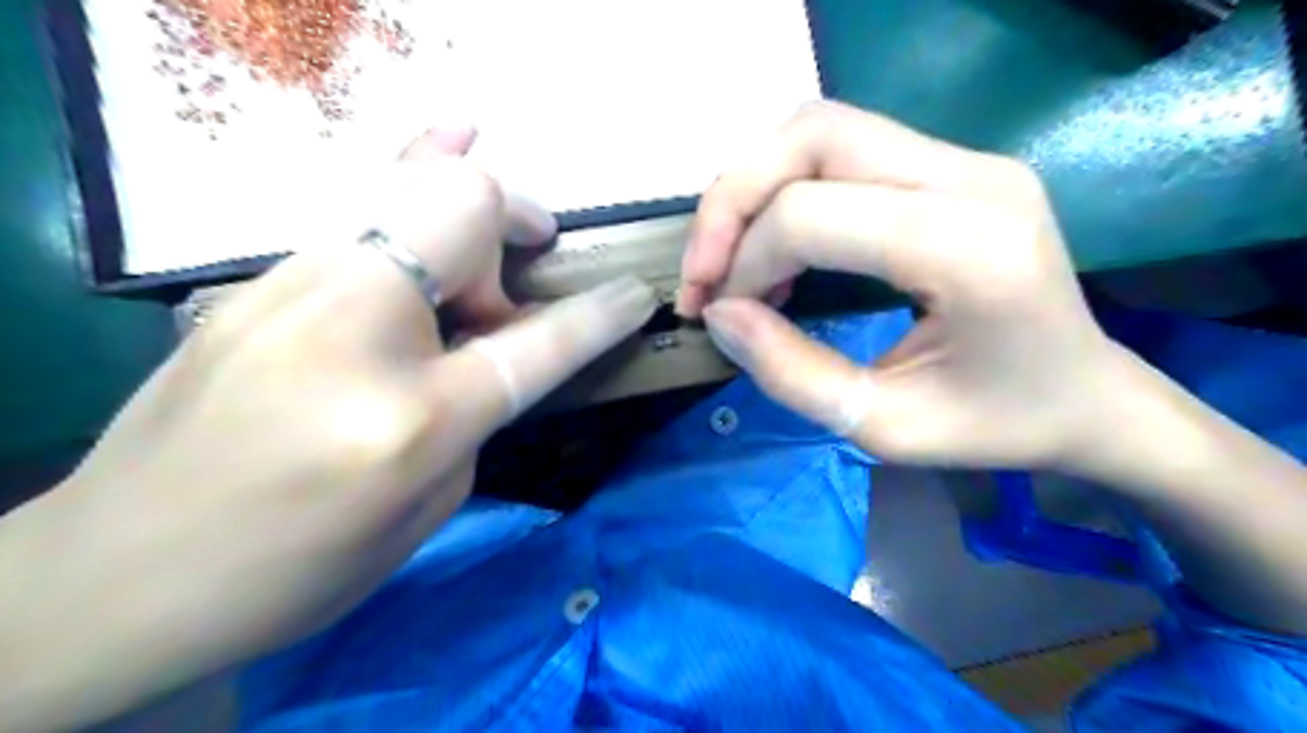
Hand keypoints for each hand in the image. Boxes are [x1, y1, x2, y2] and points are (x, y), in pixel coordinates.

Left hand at [0, 127, 654, 732]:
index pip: (534, 346)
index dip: (598, 317)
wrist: (117, 574)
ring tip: (495, 220)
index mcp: (407, 420)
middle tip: (527, 262)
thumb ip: (471, 417)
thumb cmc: (292, 570)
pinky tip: (439, 147)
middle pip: (460, 212)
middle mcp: (349, 332)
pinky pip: (357, 213)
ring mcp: (287, 292)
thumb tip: (485, 352)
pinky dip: (408, 184)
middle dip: (515, 219)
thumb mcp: (424, 510)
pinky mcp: (253, 284)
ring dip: (465, 206)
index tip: (637, 295)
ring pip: (403, 191)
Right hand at [686, 100, 1121, 467]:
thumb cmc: (997, 426)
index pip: (812, 214)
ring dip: (754, 187)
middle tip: (704, 272)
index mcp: (970, 249)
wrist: (1089, 398)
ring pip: (821, 129)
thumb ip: (790, 373)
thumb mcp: (884, 429)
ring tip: (731, 258)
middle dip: (732, 201)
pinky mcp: (954, 166)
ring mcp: (969, 161)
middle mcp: (973, 178)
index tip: (721, 314)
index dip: (744, 262)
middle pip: (812, 136)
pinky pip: (843, 149)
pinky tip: (777, 248)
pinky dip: (786, 189)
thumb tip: (719, 314)